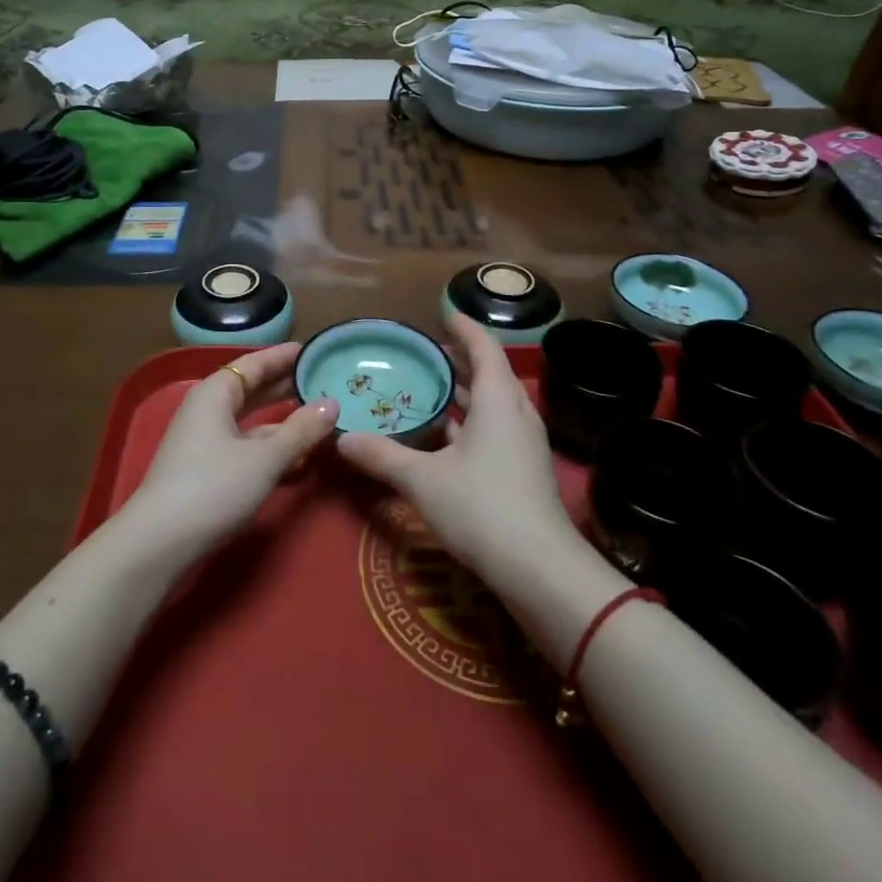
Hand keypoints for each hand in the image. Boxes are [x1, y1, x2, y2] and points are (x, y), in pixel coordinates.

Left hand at [125, 343, 338, 561]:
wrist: (158, 544)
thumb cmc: (212, 488)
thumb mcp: (265, 458)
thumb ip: (301, 430)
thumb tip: (332, 403)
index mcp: (216, 393)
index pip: (256, 363)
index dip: (284, 357)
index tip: (314, 350)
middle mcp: (208, 410)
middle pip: (253, 390)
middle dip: (286, 387)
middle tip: (324, 381)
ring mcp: (205, 442)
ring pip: (251, 422)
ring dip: (283, 422)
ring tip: (321, 419)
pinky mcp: (206, 471)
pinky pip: (246, 448)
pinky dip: (271, 449)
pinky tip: (299, 460)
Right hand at [335, 314, 579, 591]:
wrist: (539, 569)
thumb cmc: (481, 507)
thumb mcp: (423, 480)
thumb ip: (382, 456)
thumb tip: (341, 439)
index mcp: (497, 398)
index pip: (483, 346)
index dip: (464, 327)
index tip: (444, 313)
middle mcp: (516, 411)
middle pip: (490, 371)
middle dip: (461, 358)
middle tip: (427, 351)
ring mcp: (525, 441)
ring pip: (494, 401)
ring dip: (466, 390)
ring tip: (431, 386)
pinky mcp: (525, 467)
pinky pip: (496, 426)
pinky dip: (472, 418)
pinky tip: (446, 434)